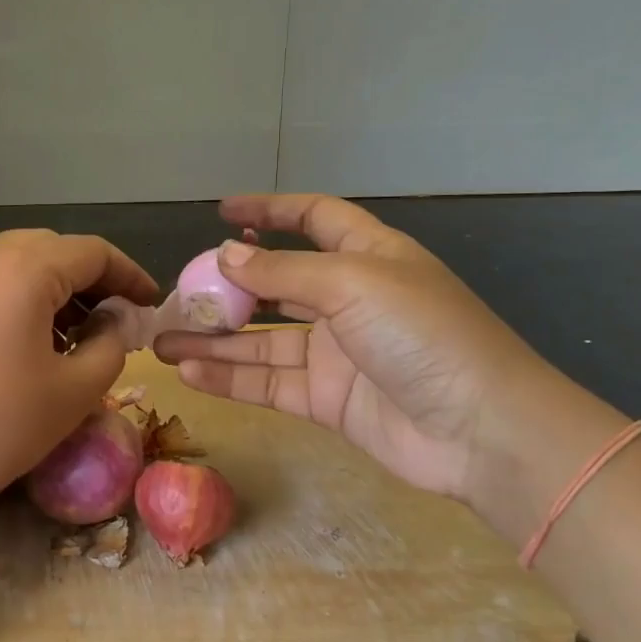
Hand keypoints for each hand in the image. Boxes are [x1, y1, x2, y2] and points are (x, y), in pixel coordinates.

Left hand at [0, 230, 158, 534]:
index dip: (129, 274)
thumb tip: (112, 321)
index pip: (92, 252)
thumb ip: (110, 344)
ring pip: (12, 265)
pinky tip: (20, 345)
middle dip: (89, 280)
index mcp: (22, 267)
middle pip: (50, 250)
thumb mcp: (73, 392)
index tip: (150, 304)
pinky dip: (13, 301)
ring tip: (70, 337)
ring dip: (50, 290)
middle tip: (113, 321)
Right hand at [154, 195, 551, 500]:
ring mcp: (335, 352)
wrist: (479, 430)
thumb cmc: (422, 334)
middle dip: (226, 288)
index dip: (270, 211)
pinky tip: (190, 373)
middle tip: (177, 295)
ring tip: (161, 342)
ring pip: (261, 339)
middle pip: (275, 284)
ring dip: (214, 340)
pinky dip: (230, 379)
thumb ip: (282, 272)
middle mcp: (348, 300)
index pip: (313, 219)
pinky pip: (268, 382)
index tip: (222, 213)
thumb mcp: (351, 285)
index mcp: (367, 257)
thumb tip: (225, 256)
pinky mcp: (326, 399)